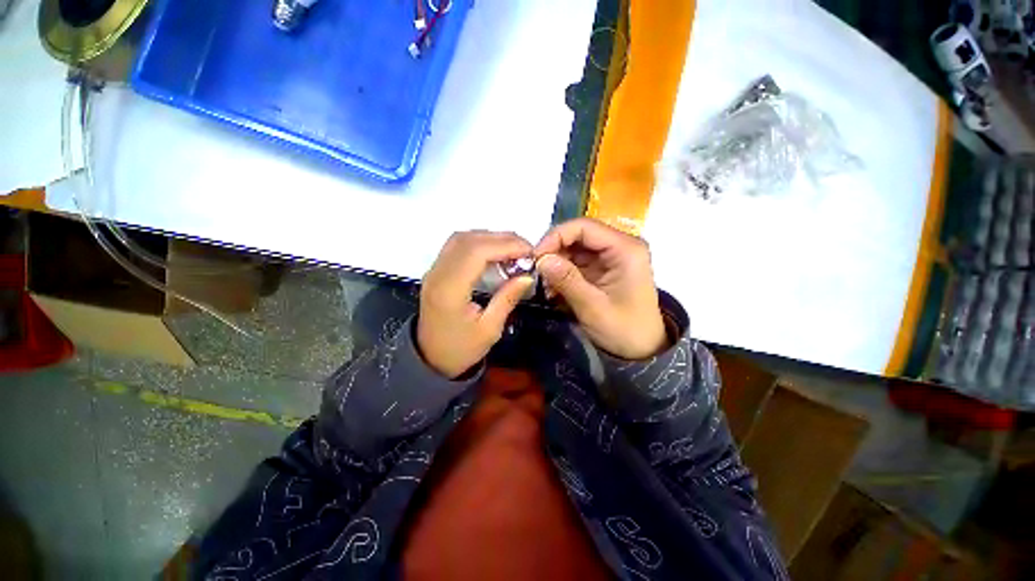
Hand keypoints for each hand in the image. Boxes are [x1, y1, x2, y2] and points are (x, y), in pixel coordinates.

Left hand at [418, 231, 534, 378]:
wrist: (429, 359)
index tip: (529, 252)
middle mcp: (438, 274)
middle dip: (501, 238)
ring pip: (462, 238)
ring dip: (490, 238)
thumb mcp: (489, 330)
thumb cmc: (460, 349)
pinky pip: (457, 245)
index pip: (476, 252)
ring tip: (513, 249)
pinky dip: (479, 242)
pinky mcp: (436, 270)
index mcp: (450, 290)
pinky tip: (495, 253)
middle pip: (469, 240)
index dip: (505, 245)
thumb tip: (527, 276)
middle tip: (525, 249)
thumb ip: (507, 299)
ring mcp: (434, 270)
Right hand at [534, 218, 665, 359]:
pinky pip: (578, 261)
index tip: (536, 256)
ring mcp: (612, 257)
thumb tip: (540, 259)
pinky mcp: (604, 268)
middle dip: (554, 251)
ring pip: (575, 248)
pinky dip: (563, 271)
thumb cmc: (624, 330)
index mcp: (626, 249)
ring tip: (545, 284)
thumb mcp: (593, 307)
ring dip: (556, 262)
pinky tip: (554, 287)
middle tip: (536, 271)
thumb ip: (567, 280)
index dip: (556, 236)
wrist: (643, 351)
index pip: (584, 227)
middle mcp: (620, 246)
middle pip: (578, 235)